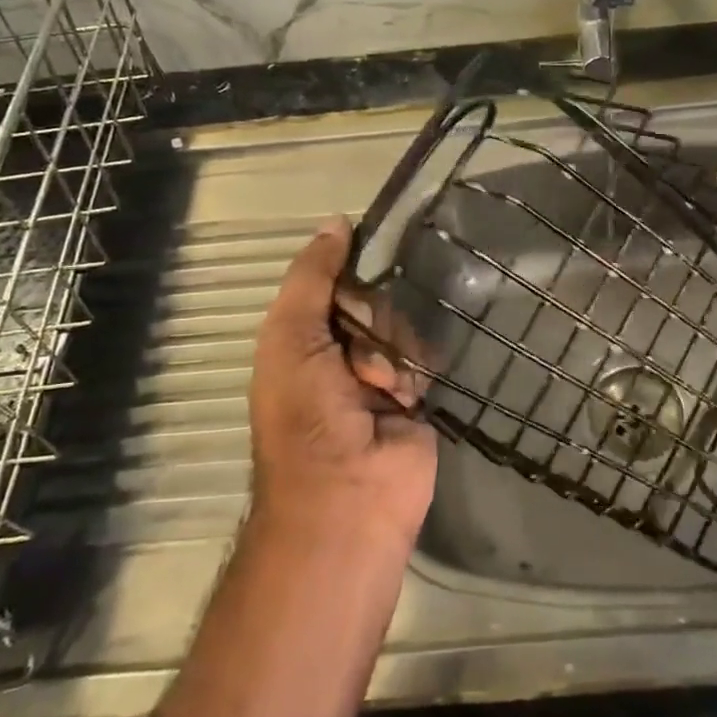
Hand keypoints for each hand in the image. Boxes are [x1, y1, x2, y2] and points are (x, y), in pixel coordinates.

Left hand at [248, 218, 436, 551]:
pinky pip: (426, 356)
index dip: (350, 271)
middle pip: (373, 300)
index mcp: (303, 337)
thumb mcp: (290, 336)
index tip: (370, 258)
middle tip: (358, 357)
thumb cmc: (305, 414)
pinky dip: (417, 370)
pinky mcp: (417, 394)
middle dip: (371, 320)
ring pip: (403, 325)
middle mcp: (340, 350)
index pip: (334, 280)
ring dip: (393, 351)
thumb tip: (337, 221)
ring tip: (383, 387)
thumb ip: (311, 278)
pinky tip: (406, 396)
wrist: (348, 495)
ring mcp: (381, 373)